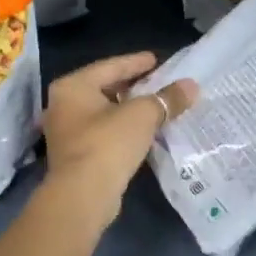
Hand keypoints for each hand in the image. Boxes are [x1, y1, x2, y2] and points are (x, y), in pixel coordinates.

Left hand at [41, 52, 195, 221]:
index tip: (157, 59)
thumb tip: (191, 86)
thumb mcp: (144, 115)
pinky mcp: (75, 154)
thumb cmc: (108, 143)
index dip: (137, 62)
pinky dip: (123, 128)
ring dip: (129, 109)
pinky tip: (144, 130)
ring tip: (157, 105)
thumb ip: (168, 98)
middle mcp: (63, 105)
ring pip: (104, 111)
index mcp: (73, 86)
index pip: (111, 66)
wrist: (83, 196)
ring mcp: (66, 131)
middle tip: (159, 81)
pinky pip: (104, 131)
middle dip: (134, 86)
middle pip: (106, 88)